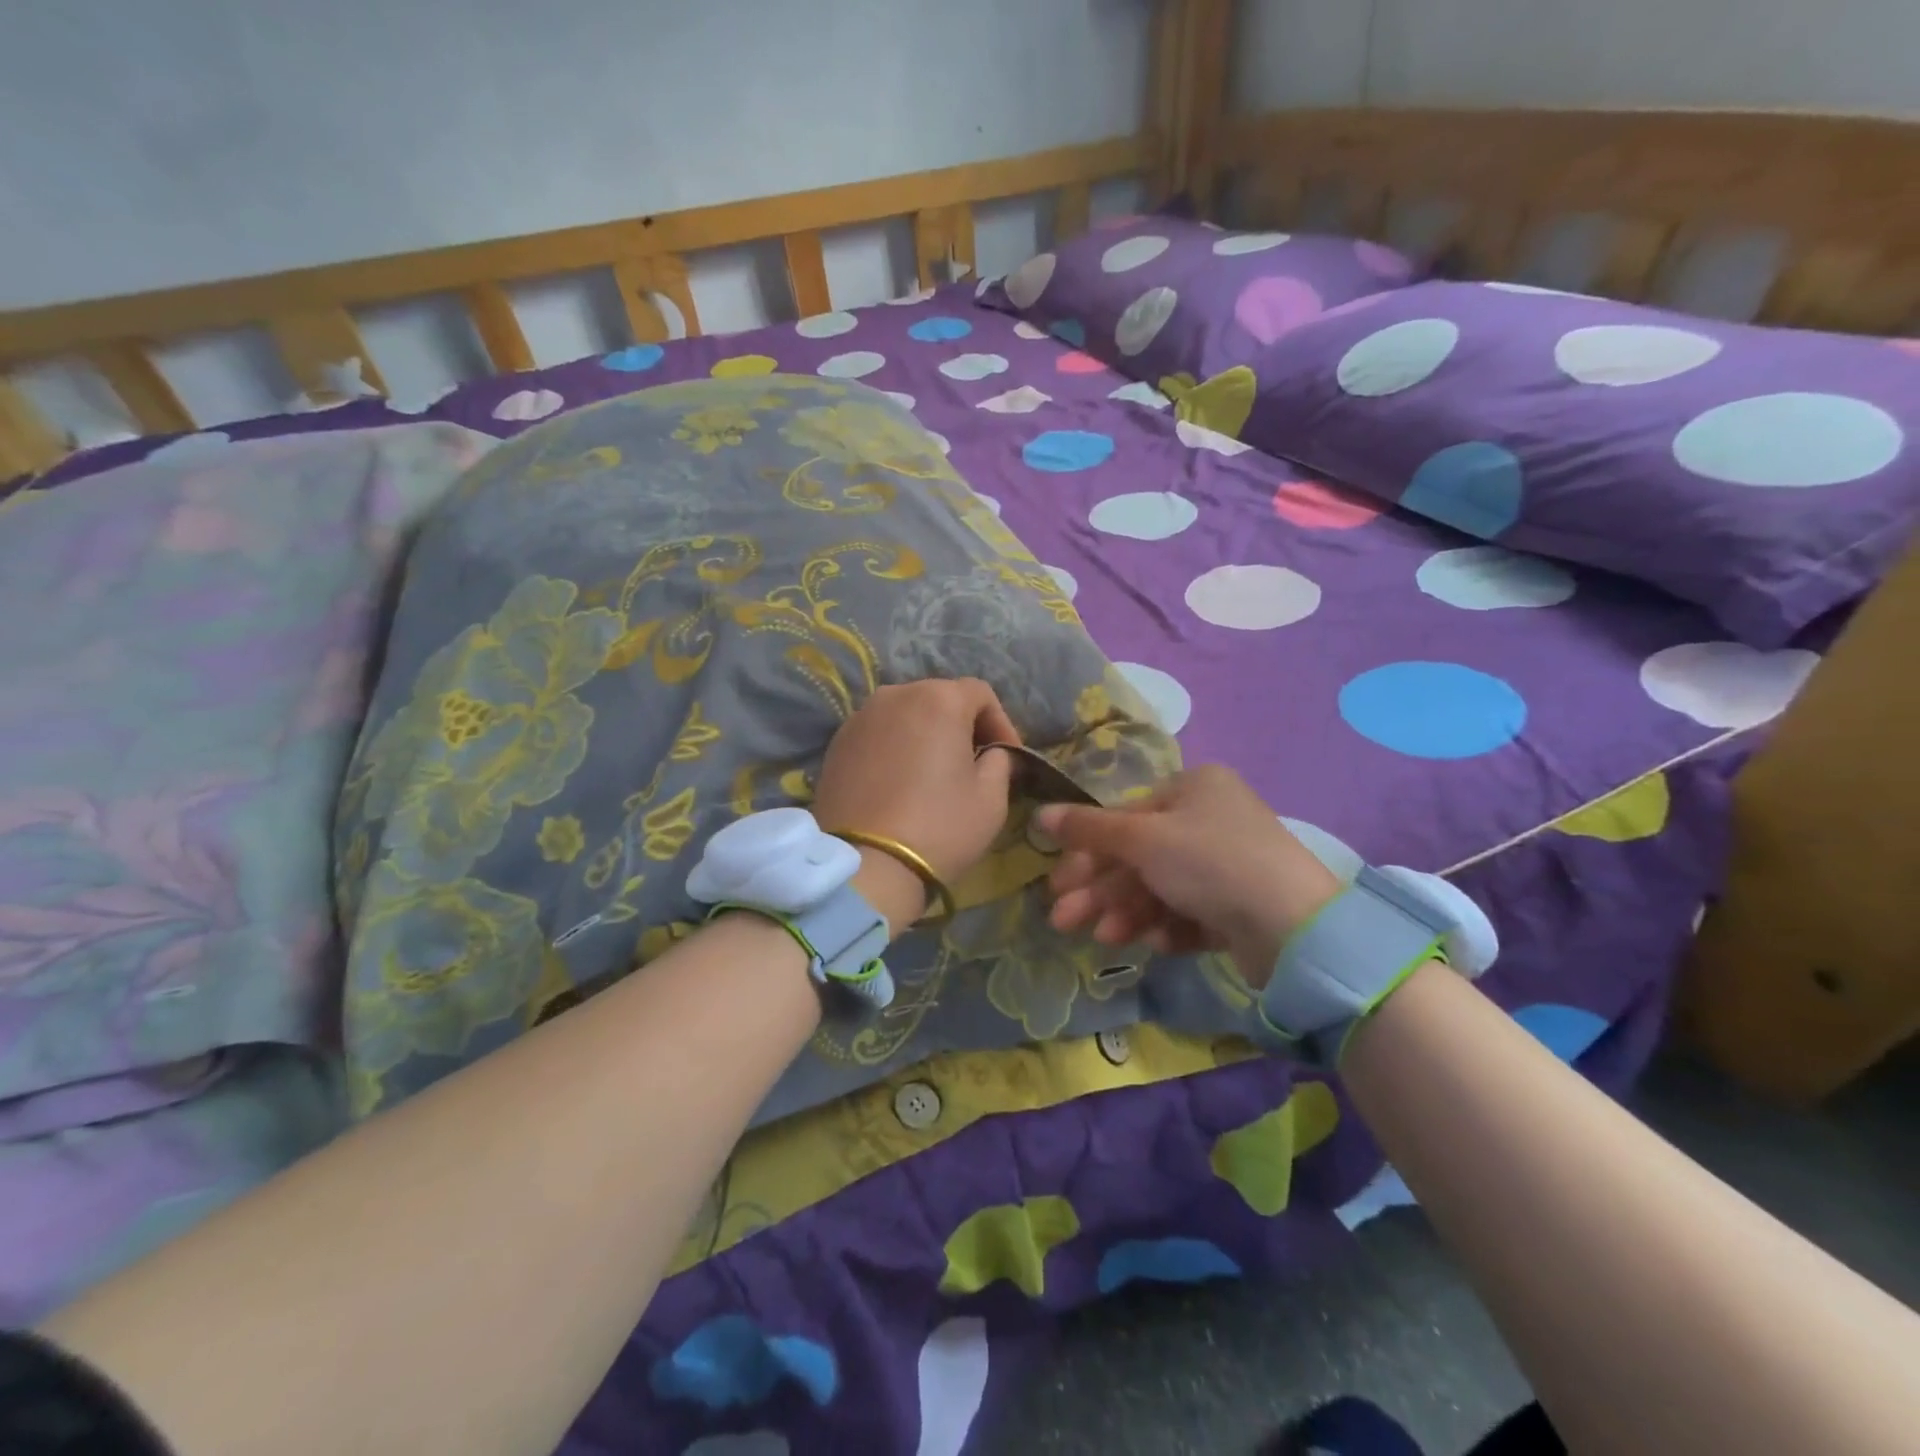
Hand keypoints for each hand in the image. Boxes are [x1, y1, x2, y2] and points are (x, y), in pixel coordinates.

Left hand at [813, 679, 1019, 930]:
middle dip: (961, 725)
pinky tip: (899, 781)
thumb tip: (993, 753)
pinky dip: (894, 747)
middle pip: (939, 698)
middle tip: (973, 762)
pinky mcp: (837, 743)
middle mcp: (896, 694)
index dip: (1000, 721)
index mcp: (939, 699)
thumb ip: (1000, 762)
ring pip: (905, 714)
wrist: (867, 864)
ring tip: (933, 771)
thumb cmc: (940, 826)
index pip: (980, 694)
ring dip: (925, 734)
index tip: (1007, 755)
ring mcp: (861, 717)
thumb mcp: (991, 798)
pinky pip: (877, 734)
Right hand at [1035, 764, 1342, 987]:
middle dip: (1101, 891)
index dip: (1087, 853)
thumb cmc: (1209, 862)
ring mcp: (1227, 865)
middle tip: (1063, 921)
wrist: (1295, 926)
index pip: (1125, 819)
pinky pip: (1189, 911)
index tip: (1058, 885)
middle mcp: (1210, 820)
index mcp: (1193, 789)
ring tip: (1107, 939)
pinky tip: (1159, 943)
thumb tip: (1040, 814)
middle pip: (1139, 856)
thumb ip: (1088, 828)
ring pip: (1160, 888)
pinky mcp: (1239, 907)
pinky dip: (1168, 926)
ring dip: (1128, 912)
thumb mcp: (1142, 839)